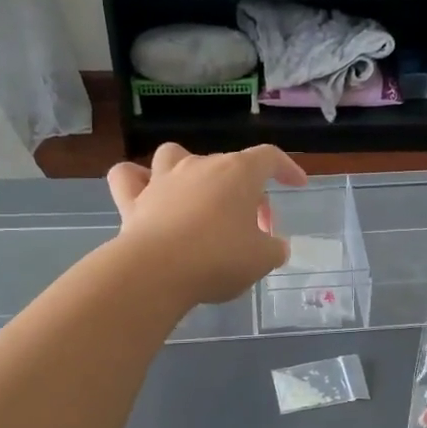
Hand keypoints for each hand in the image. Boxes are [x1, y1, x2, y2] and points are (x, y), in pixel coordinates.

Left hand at [106, 144, 307, 305]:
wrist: (157, 271)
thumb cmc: (219, 259)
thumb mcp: (262, 259)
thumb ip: (274, 248)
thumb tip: (275, 246)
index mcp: (238, 173)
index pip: (269, 157)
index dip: (286, 168)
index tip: (297, 185)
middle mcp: (200, 165)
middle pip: (229, 166)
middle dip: (246, 193)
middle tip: (255, 229)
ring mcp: (163, 179)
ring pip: (175, 156)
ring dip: (188, 170)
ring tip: (197, 197)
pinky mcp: (132, 200)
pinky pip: (129, 177)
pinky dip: (136, 180)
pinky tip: (145, 193)